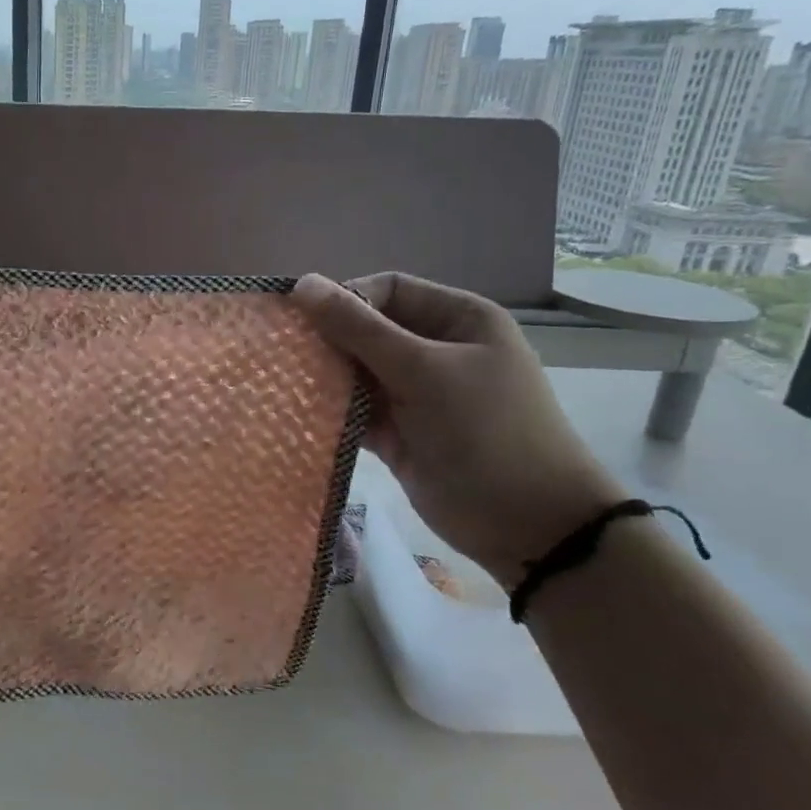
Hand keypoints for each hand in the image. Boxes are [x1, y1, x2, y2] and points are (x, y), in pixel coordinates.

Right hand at [293, 272, 624, 583]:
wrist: (527, 526)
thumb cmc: (484, 432)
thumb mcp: (423, 371)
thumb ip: (360, 329)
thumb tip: (302, 283)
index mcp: (457, 319)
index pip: (388, 290)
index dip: (345, 300)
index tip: (303, 322)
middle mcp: (436, 350)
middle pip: (368, 331)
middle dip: (329, 342)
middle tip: (285, 356)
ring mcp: (416, 394)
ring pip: (357, 372)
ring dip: (326, 378)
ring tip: (283, 386)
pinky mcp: (399, 433)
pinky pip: (356, 411)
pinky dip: (332, 412)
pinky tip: (299, 416)